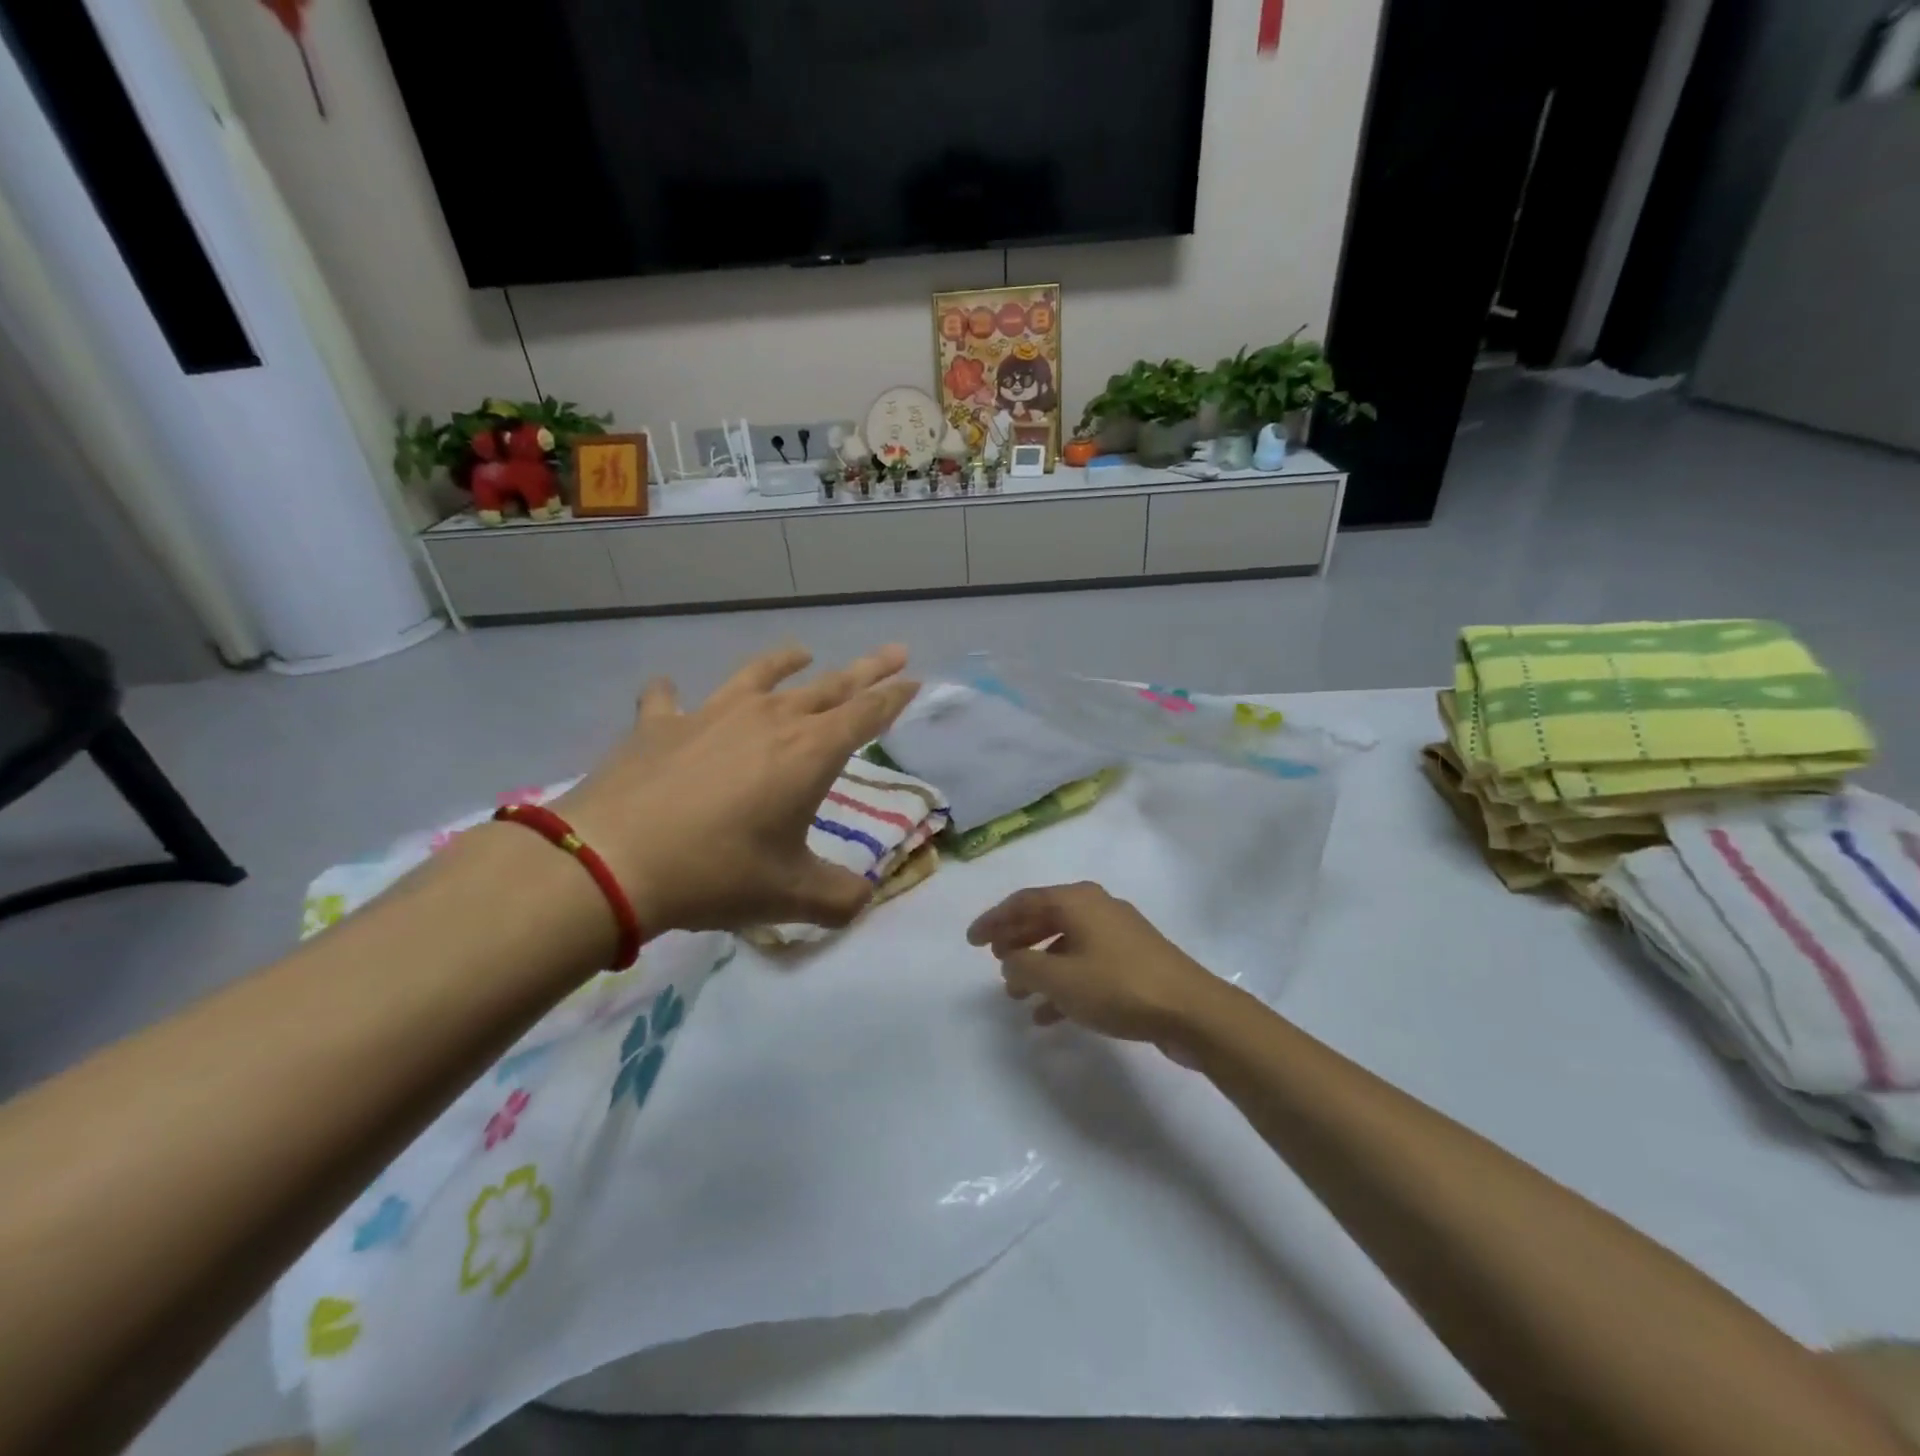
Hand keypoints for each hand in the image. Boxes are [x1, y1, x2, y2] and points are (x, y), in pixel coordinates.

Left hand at [552, 644, 917, 933]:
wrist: (613, 860)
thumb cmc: (717, 873)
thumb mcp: (791, 896)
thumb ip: (839, 899)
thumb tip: (862, 900)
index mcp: (810, 752)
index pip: (867, 714)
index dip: (895, 697)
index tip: (914, 680)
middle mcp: (769, 719)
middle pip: (829, 686)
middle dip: (867, 670)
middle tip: (894, 651)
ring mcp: (711, 713)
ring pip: (761, 675)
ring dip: (786, 661)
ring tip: (802, 650)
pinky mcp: (659, 724)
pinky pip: (668, 699)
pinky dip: (671, 694)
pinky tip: (667, 690)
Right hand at [967, 883, 1228, 1051]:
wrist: (1191, 1010)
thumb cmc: (1118, 987)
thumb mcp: (1059, 979)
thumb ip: (1023, 966)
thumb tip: (1010, 959)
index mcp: (1077, 900)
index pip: (1023, 901)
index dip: (994, 920)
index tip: (971, 941)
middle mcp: (1096, 908)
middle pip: (1044, 918)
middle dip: (1016, 941)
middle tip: (993, 961)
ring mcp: (1118, 934)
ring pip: (1065, 944)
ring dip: (1038, 967)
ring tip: (1015, 995)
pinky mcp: (1133, 960)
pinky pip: (1085, 964)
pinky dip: (1064, 984)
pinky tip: (1048, 1015)